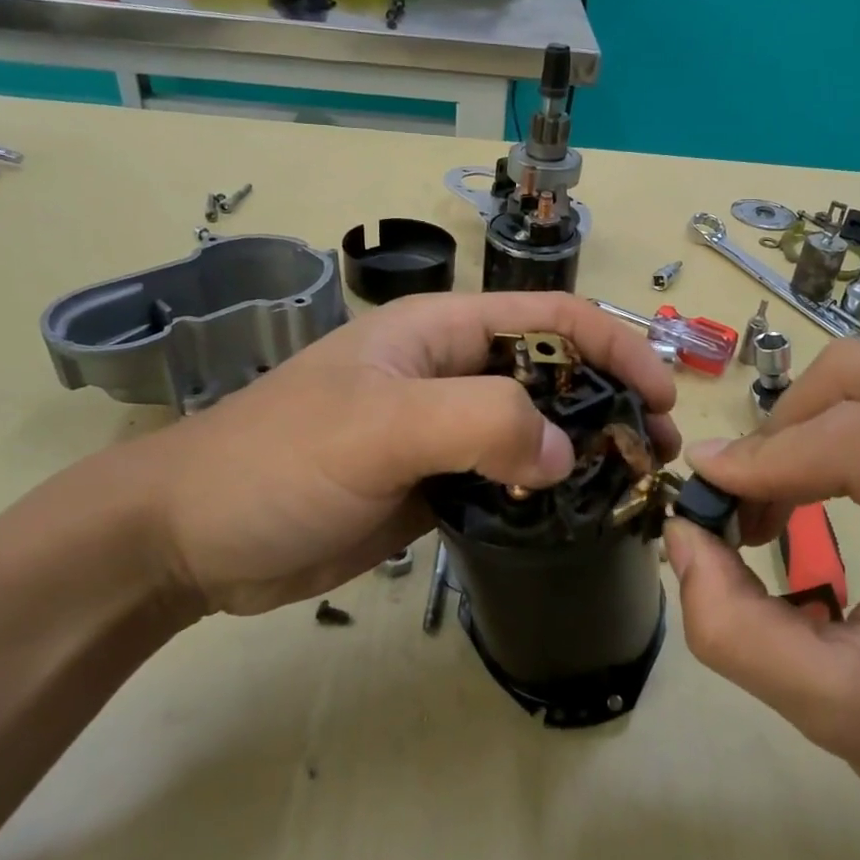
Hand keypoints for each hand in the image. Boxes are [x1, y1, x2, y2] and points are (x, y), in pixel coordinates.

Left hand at [122, 293, 677, 618]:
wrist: (194, 540)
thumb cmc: (277, 462)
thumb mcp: (378, 427)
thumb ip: (479, 423)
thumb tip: (563, 452)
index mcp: (442, 332)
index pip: (552, 319)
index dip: (616, 345)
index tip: (665, 398)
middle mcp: (451, 374)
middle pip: (555, 374)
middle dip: (612, 404)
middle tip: (658, 457)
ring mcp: (445, 433)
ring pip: (536, 431)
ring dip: (585, 453)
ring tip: (632, 491)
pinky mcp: (437, 485)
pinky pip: (508, 479)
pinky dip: (547, 494)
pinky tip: (576, 518)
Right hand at [663, 340, 859, 859]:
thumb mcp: (839, 713)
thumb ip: (737, 630)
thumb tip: (683, 533)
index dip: (764, 458)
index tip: (700, 498)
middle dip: (779, 435)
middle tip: (745, 514)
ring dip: (801, 431)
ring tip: (777, 506)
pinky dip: (832, 432)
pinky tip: (822, 489)